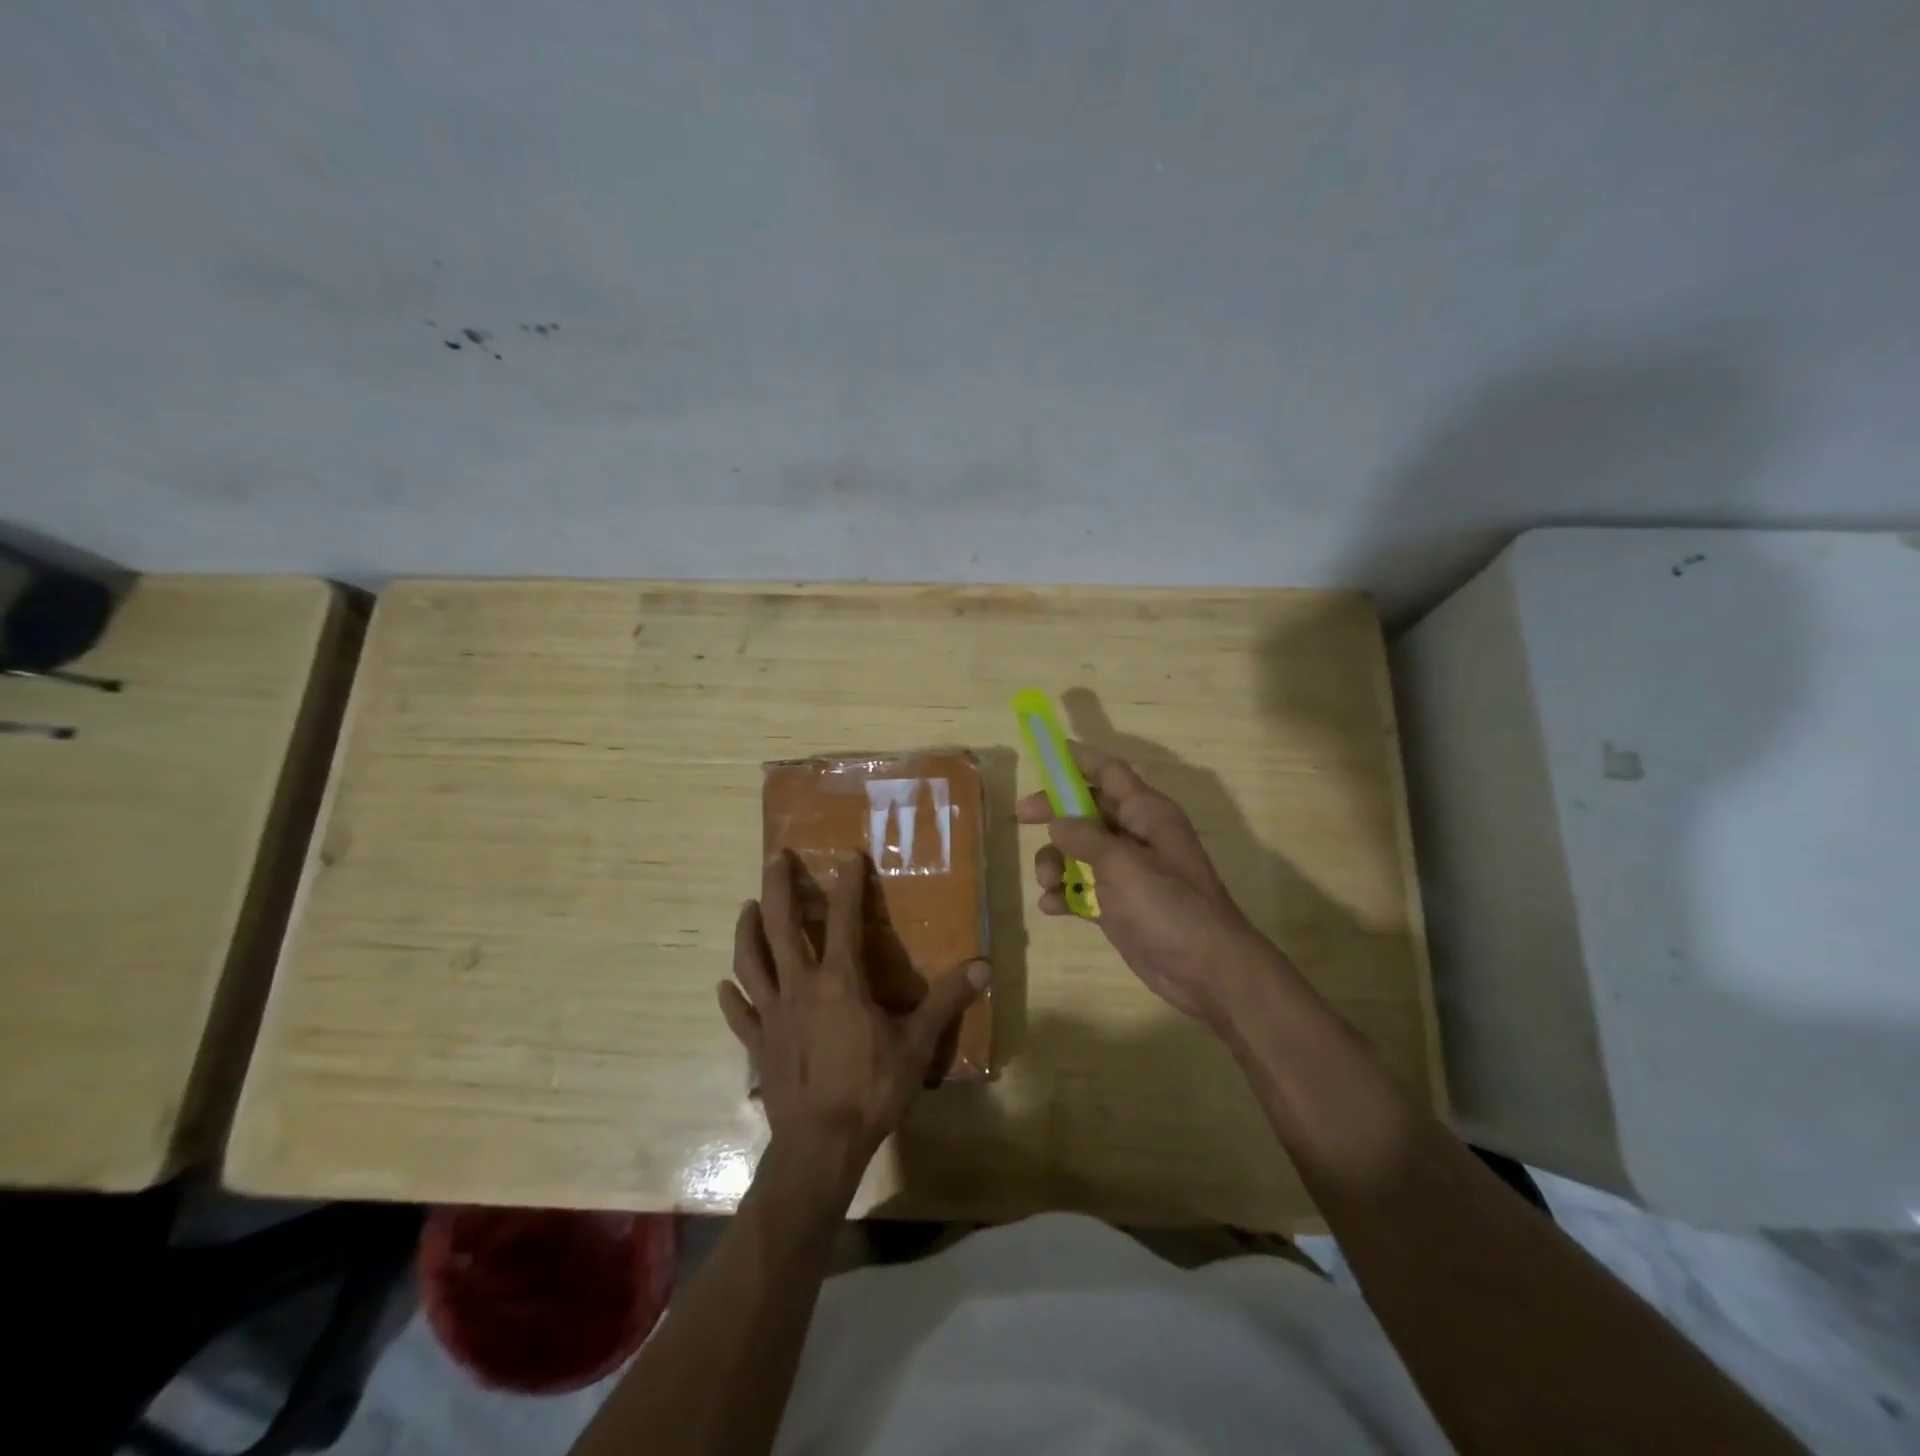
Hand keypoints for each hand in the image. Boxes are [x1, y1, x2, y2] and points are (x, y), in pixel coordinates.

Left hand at [718, 850, 988, 1196]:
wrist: (821, 1146)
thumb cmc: (871, 1090)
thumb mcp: (917, 1044)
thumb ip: (947, 1001)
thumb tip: (984, 966)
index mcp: (840, 981)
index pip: (843, 919)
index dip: (847, 884)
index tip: (849, 856)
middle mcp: (800, 986)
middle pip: (781, 926)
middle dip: (778, 887)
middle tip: (775, 857)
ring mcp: (773, 1015)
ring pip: (751, 961)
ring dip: (747, 931)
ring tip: (747, 907)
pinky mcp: (758, 1045)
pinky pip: (740, 1014)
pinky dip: (731, 997)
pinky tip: (724, 986)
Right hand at [1017, 743, 1292, 1032]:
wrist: (1206, 970)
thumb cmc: (1168, 905)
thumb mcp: (1122, 863)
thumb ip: (1085, 836)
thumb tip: (1057, 821)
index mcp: (1147, 813)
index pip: (1110, 772)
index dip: (1079, 759)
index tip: (1045, 754)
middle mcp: (1137, 836)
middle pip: (1087, 810)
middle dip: (1055, 813)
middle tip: (1022, 816)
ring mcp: (1128, 872)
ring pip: (1079, 851)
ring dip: (1056, 862)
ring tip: (1049, 883)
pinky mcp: (1119, 906)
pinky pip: (1082, 889)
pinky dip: (1065, 894)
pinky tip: (1052, 907)